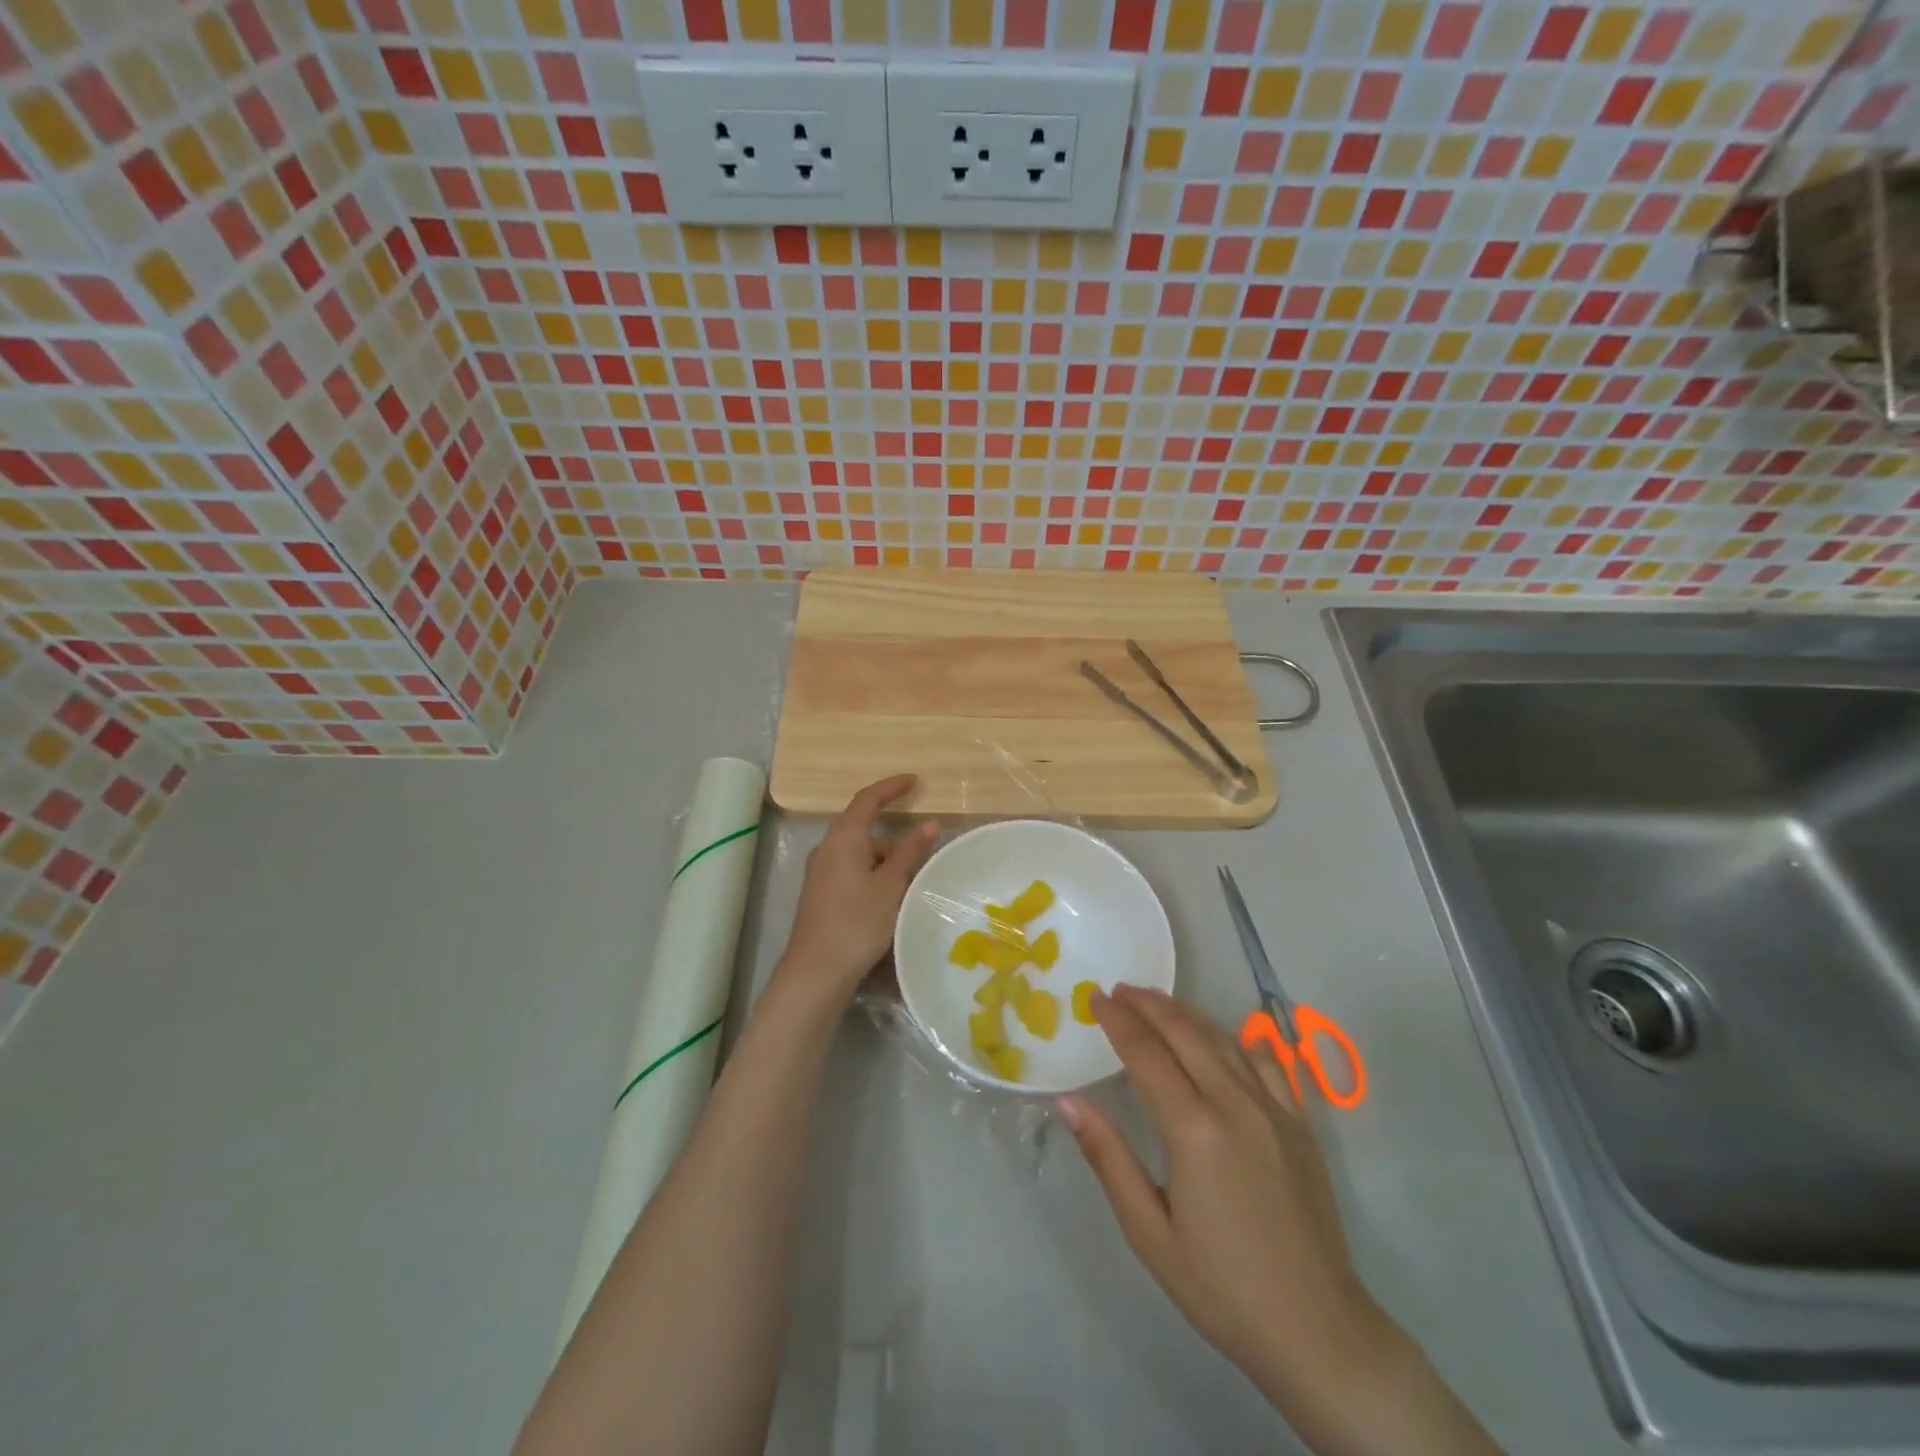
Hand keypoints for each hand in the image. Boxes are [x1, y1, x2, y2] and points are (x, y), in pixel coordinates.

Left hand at [776, 774, 937, 1011]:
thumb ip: (910, 852)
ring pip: (859, 852)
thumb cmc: (857, 922)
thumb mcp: (891, 885)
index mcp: (843, 839)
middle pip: (862, 827)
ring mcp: (821, 872)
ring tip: (912, 879)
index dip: (891, 787)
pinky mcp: (821, 893)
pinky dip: (873, 872)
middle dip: (893, 833)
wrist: (817, 971)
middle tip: (922, 844)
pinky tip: (890, 895)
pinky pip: (851, 869)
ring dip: (885, 858)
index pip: (867, 799)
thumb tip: (928, 824)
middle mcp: (827, 848)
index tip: (915, 781)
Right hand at [1059, 987, 1396, 1428]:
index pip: (1146, 1054)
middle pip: (1185, 1033)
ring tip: (1156, 1002)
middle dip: (1148, 1005)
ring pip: (1223, 1039)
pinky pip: (1267, 1060)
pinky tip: (1223, 1034)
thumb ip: (1108, 1158)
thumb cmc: (1221, 1288)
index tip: (1094, 998)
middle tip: (1118, 990)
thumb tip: (1068, 1101)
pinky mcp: (1300, 1123)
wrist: (1318, 1331)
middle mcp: (1235, 1105)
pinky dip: (1237, 1037)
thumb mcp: (1149, 1233)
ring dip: (1185, 1014)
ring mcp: (1274, 1109)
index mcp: (1194, 1130)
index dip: (1117, 1021)